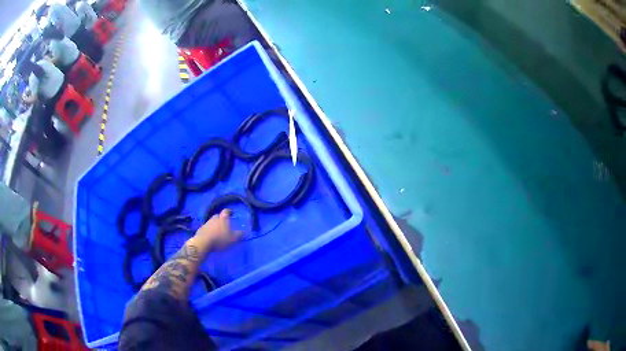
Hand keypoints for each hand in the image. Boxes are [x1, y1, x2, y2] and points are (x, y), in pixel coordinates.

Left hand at [195, 209, 241, 250]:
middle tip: (225, 224)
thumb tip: (244, 232)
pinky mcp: (201, 229)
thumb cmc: (219, 239)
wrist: (203, 242)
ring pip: (212, 222)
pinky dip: (210, 230)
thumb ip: (239, 235)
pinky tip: (211, 236)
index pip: (226, 211)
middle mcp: (214, 218)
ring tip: (218, 231)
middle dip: (222, 219)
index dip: (229, 211)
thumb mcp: (232, 239)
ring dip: (215, 225)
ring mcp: (206, 223)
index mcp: (222, 218)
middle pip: (218, 216)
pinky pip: (207, 228)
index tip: (232, 213)